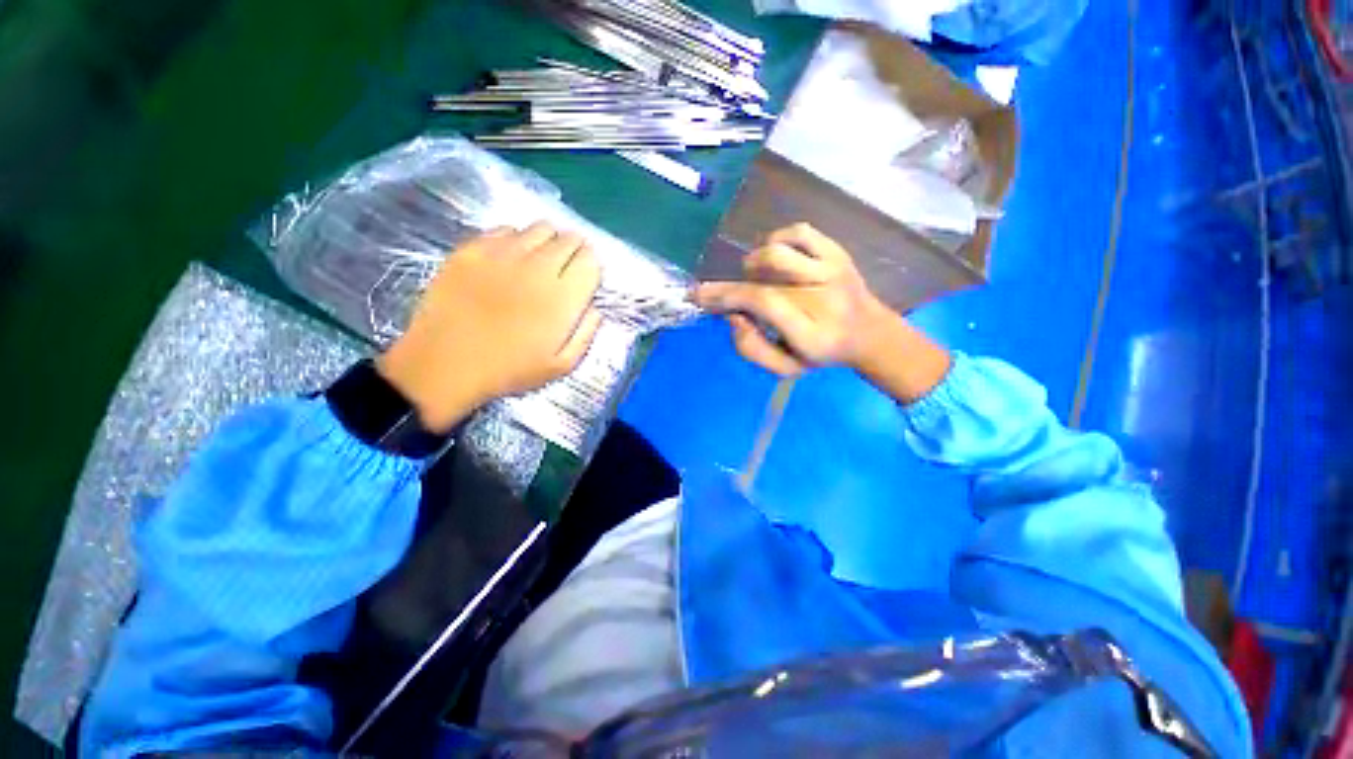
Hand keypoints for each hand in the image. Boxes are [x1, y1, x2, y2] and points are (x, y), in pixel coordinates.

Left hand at [377, 223, 602, 431]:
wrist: (446, 364)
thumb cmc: (509, 370)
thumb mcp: (562, 365)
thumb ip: (586, 333)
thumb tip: (594, 307)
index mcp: (564, 297)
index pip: (591, 261)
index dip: (592, 266)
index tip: (585, 277)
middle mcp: (539, 267)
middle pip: (569, 239)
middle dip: (575, 250)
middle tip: (565, 268)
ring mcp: (504, 254)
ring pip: (540, 228)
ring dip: (548, 241)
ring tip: (539, 260)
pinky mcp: (473, 248)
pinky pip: (506, 230)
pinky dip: (516, 239)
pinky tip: (509, 259)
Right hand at [695, 223, 949, 403]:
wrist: (869, 333)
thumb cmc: (821, 352)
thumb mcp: (785, 367)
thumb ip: (753, 349)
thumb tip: (733, 316)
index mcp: (811, 331)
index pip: (763, 303)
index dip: (727, 295)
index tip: (699, 295)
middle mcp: (823, 296)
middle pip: (764, 277)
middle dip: (730, 285)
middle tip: (722, 296)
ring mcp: (832, 269)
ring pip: (778, 251)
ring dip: (754, 263)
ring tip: (755, 278)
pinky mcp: (837, 252)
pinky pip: (800, 232)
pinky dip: (777, 239)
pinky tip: (775, 256)